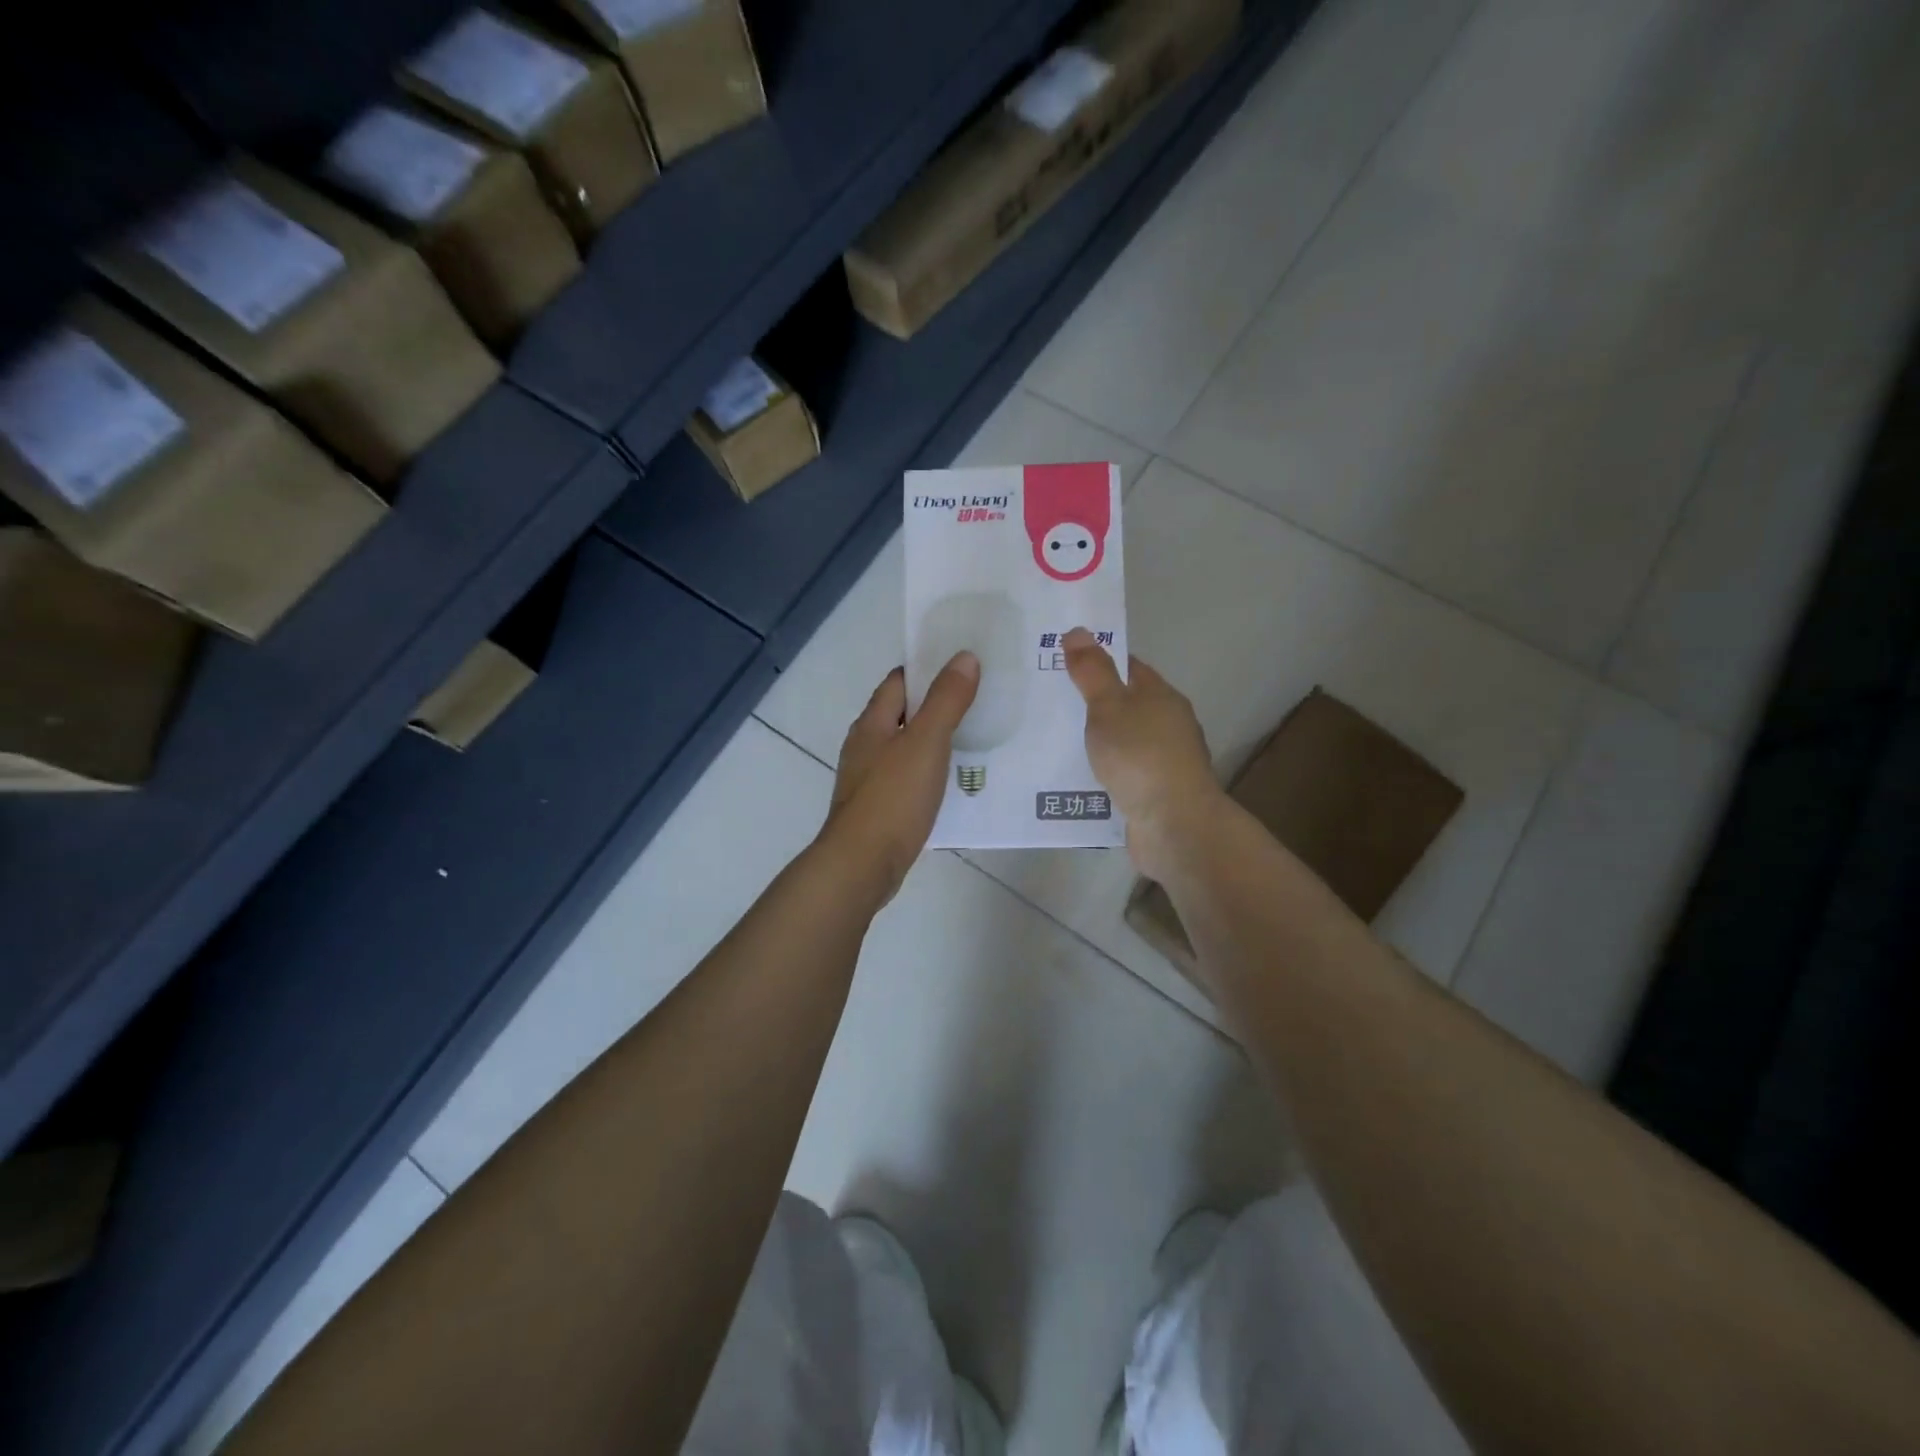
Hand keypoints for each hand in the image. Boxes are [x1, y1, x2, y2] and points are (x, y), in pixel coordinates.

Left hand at [818, 655, 979, 903]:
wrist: (862, 864)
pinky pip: (907, 780)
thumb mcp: (926, 741)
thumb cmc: (893, 797)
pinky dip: (929, 774)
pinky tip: (953, 783)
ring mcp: (869, 780)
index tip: (962, 666)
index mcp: (871, 724)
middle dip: (935, 706)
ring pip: (905, 749)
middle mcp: (865, 747)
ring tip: (974, 740)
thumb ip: (946, 700)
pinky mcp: (879, 809)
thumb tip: (964, 657)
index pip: (898, 682)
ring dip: (933, 742)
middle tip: (978, 702)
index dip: (927, 670)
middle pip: (901, 715)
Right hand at [1062, 627, 1225, 880]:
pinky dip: (1100, 772)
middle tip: (1045, 704)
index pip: (1127, 667)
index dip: (1096, 662)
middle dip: (1089, 705)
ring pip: (1120, 742)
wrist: (1174, 825)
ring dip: (1094, 742)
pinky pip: (1120, 774)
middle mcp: (1166, 724)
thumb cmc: (1140, 757)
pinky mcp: (1153, 793)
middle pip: (1124, 705)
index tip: (1060, 664)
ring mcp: (1162, 761)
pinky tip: (1072, 778)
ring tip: (1050, 742)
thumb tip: (1078, 631)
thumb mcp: (1109, 708)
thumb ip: (1092, 672)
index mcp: (1160, 696)